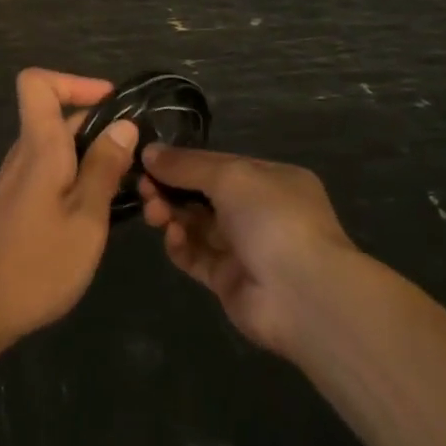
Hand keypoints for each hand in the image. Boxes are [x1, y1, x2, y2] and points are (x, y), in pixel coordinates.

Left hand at [0, 70, 137, 352]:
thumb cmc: (36, 265)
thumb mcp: (86, 218)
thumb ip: (105, 168)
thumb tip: (124, 124)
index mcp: (39, 146)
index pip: (37, 83)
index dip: (74, 81)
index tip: (112, 104)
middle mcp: (24, 154)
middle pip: (57, 116)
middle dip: (100, 126)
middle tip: (138, 159)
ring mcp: (17, 181)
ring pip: (58, 148)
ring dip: (92, 157)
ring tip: (126, 188)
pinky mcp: (16, 206)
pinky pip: (51, 173)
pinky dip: (78, 179)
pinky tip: (99, 214)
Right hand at [138, 146, 356, 356]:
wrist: (302, 294)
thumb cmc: (272, 217)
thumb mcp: (230, 176)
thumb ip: (187, 165)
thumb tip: (149, 152)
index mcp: (270, 179)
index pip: (219, 164)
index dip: (184, 162)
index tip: (149, 160)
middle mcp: (259, 212)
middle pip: (204, 195)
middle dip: (173, 189)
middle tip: (144, 188)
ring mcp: (245, 248)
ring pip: (197, 225)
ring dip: (172, 215)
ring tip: (153, 211)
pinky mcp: (229, 281)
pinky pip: (197, 256)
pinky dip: (180, 245)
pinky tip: (171, 235)